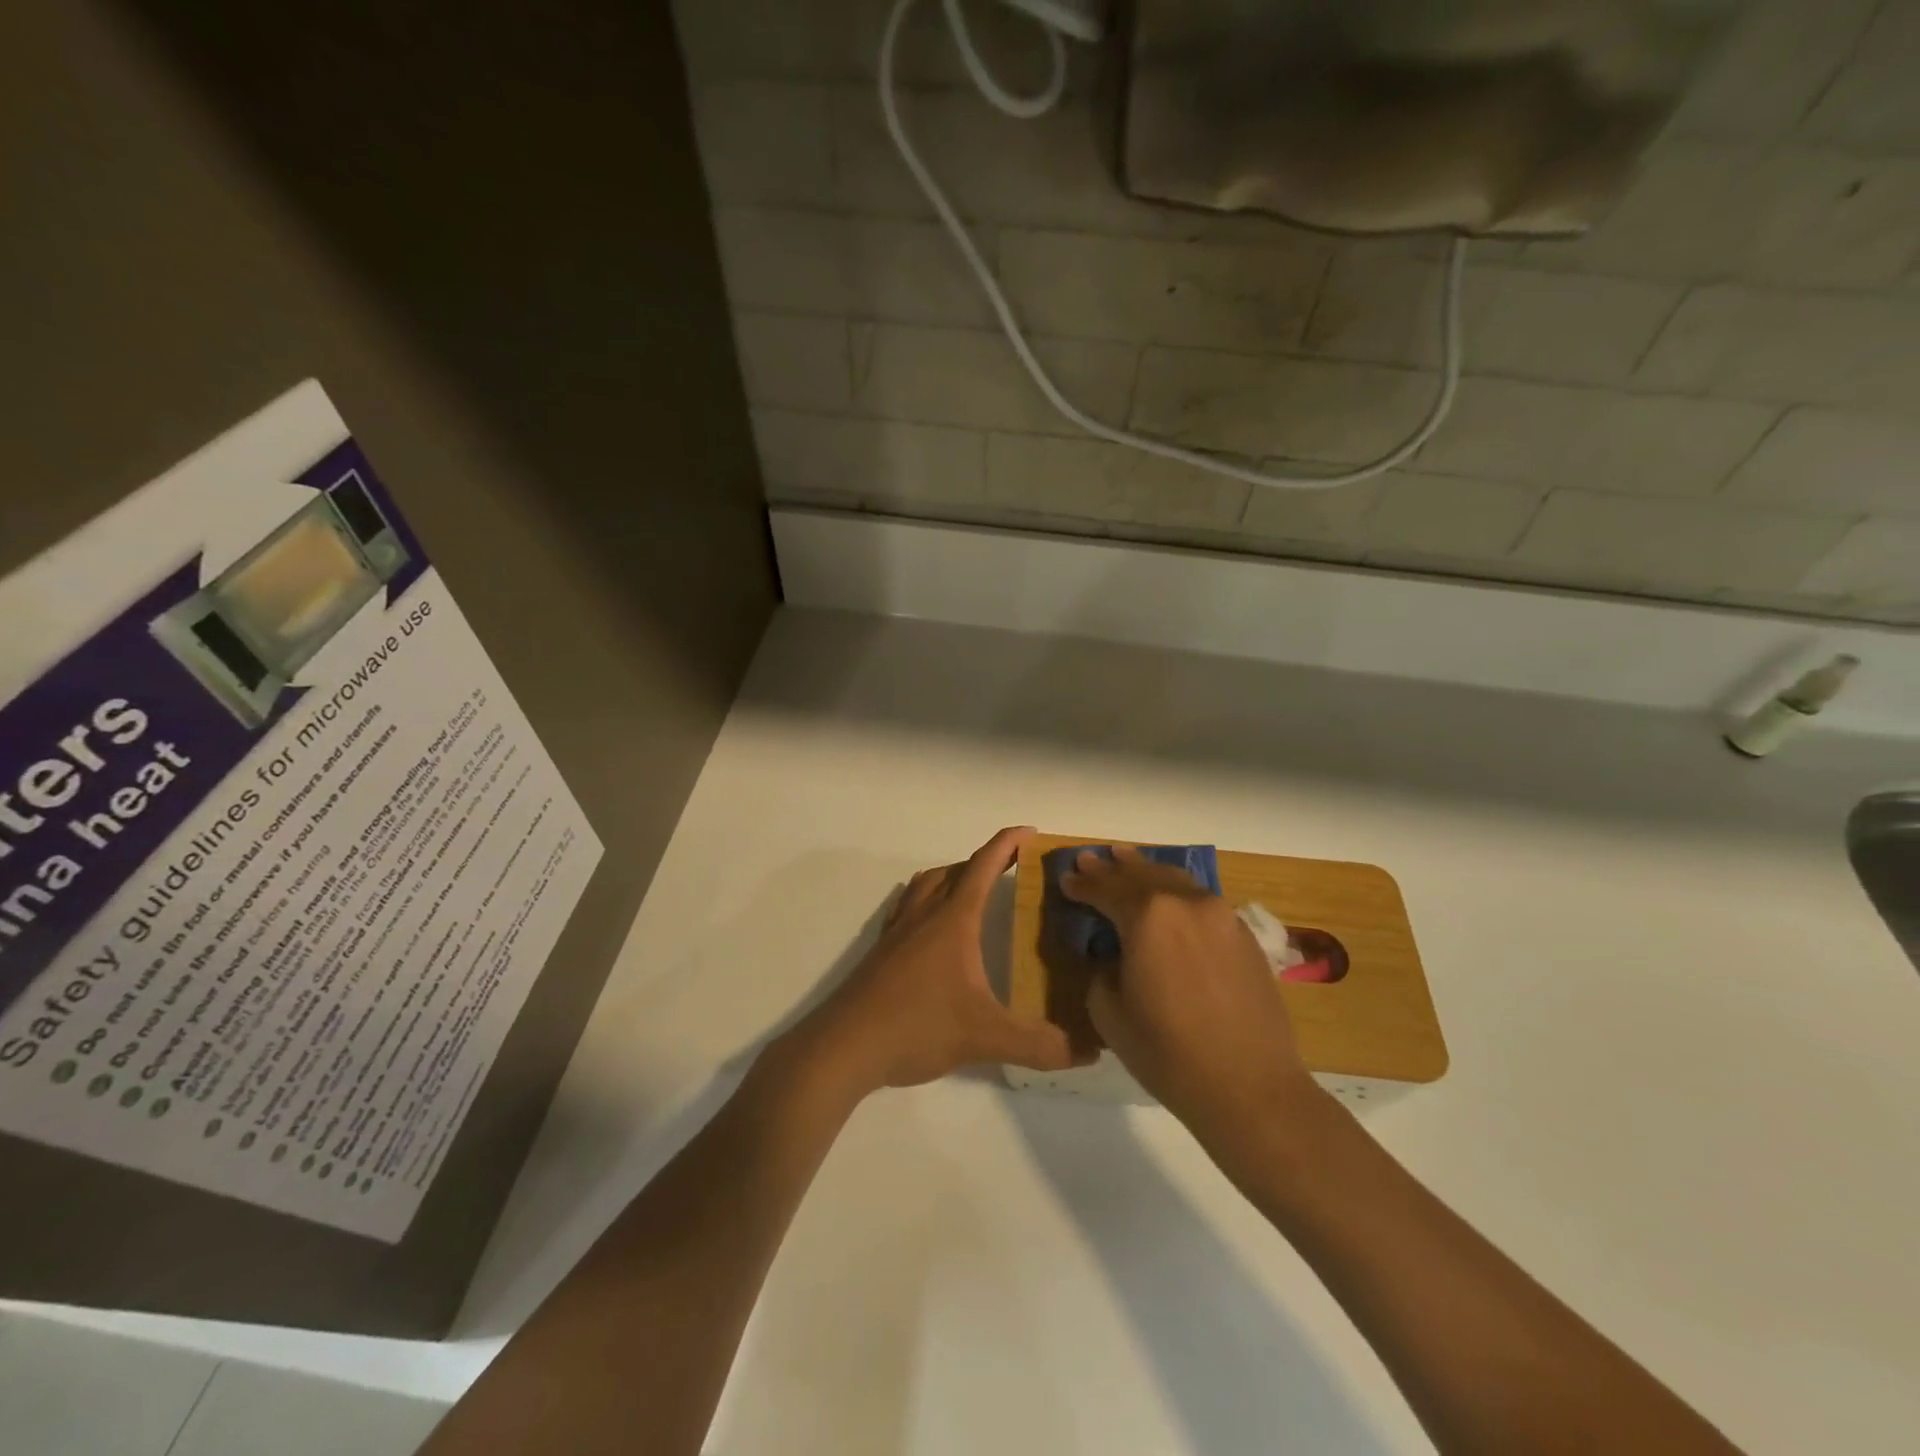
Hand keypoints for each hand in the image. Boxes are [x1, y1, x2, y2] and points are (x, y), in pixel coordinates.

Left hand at [799, 827, 1078, 1095]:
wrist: (843, 1047)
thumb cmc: (916, 1027)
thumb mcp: (985, 1038)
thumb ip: (1040, 1044)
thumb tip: (1091, 1051)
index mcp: (952, 920)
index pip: (983, 867)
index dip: (1008, 845)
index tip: (1030, 833)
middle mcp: (923, 915)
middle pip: (955, 871)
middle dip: (985, 861)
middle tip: (1012, 868)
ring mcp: (897, 932)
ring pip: (926, 885)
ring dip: (952, 877)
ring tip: (973, 891)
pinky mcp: (880, 953)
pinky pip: (907, 908)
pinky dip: (926, 901)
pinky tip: (930, 928)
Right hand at [1062, 845, 1316, 1143]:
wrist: (1250, 1087)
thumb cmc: (1168, 1053)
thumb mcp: (1109, 1013)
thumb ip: (1102, 970)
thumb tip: (1113, 956)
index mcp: (1147, 916)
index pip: (1105, 889)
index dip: (1082, 884)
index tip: (1066, 879)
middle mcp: (1185, 903)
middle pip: (1141, 875)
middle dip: (1112, 868)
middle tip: (1090, 858)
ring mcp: (1220, 915)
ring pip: (1175, 880)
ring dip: (1146, 871)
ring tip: (1126, 859)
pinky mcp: (1243, 934)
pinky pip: (1200, 899)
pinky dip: (1176, 891)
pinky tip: (1168, 895)